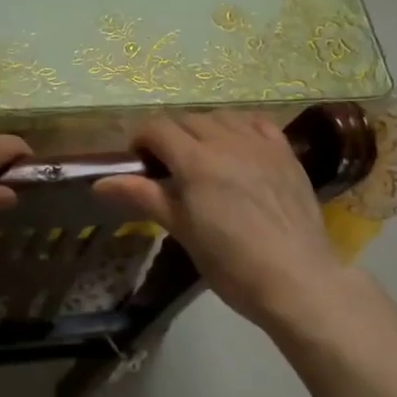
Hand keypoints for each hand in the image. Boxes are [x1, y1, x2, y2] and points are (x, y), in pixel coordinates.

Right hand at [93, 113, 348, 328]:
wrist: (296, 280)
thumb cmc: (231, 264)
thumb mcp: (183, 231)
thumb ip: (144, 197)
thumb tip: (99, 183)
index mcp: (195, 160)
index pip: (157, 128)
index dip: (141, 140)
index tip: (140, 162)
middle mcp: (227, 141)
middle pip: (187, 119)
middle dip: (170, 136)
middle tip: (168, 167)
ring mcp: (260, 144)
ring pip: (222, 117)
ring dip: (204, 129)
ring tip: (203, 157)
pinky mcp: (286, 153)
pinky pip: (257, 123)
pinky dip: (240, 128)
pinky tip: (239, 148)